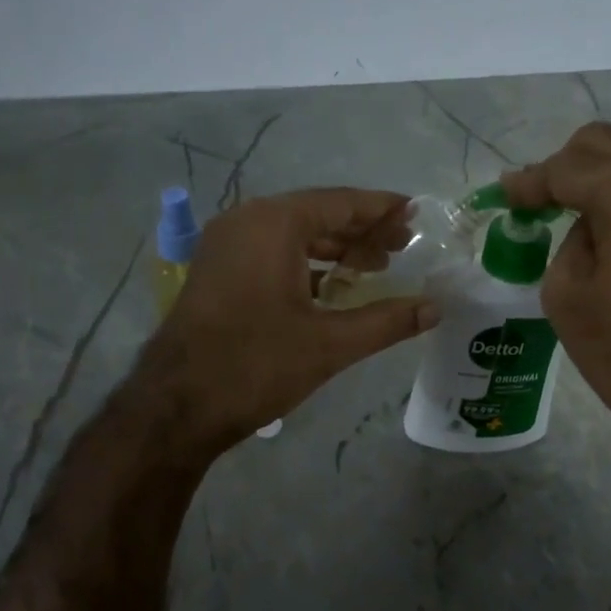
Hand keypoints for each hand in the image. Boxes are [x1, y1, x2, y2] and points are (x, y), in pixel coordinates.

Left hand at [131, 188, 438, 455]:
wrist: (175, 408)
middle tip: (404, 247)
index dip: (382, 209)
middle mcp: (246, 221)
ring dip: (335, 248)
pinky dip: (306, 264)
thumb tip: (435, 308)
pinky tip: (333, 287)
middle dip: (362, 231)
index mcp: (273, 224)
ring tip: (376, 268)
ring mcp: (225, 246)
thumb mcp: (330, 344)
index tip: (415, 214)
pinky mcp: (217, 272)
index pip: (341, 202)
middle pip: (317, 214)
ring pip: (293, 235)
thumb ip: (387, 321)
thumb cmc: (255, 366)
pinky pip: (271, 253)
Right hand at [501, 124, 610, 461]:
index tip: (505, 194)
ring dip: (602, 167)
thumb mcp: (566, 294)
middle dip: (565, 165)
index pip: (564, 168)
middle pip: (603, 142)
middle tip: (539, 200)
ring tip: (576, 201)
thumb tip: (583, 223)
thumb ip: (565, 239)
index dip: (529, 183)